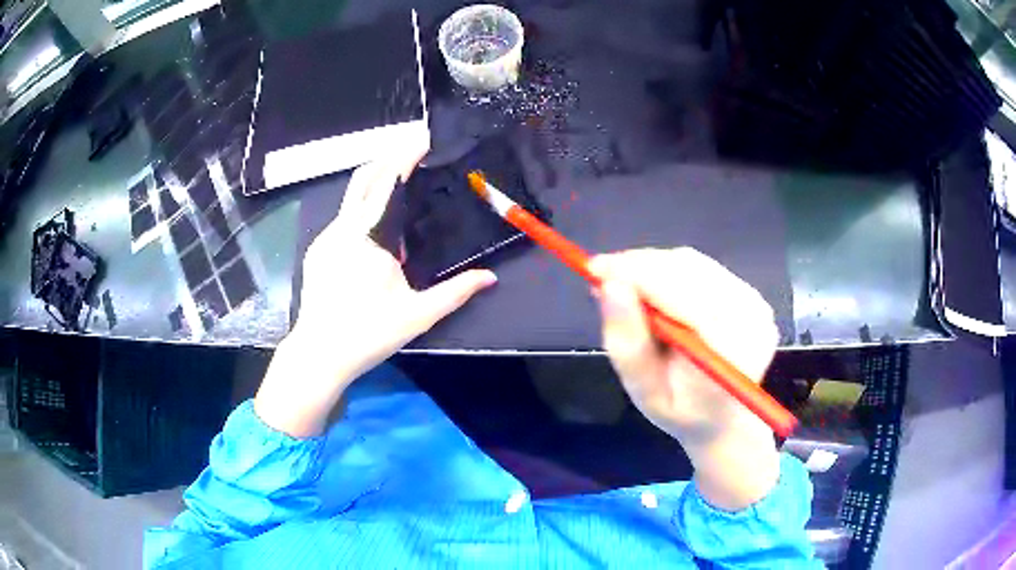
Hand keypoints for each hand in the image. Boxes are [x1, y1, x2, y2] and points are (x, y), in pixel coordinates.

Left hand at [255, 135, 496, 437]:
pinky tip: (378, 238)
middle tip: (414, 154)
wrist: (318, 354)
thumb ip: (455, 293)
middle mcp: (343, 228)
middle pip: (364, 177)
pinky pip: (343, 220)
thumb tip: (490, 277)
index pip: (388, 181)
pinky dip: (363, 214)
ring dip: (377, 188)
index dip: (406, 155)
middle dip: (388, 158)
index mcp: (368, 236)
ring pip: (352, 199)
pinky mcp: (317, 251)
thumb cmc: (368, 334)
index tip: (425, 138)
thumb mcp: (418, 315)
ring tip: (403, 198)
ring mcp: (326, 238)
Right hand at [590, 248, 780, 510]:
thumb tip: (609, 286)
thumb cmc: (682, 414)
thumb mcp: (646, 393)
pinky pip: (701, 269)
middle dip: (640, 267)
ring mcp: (755, 302)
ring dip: (652, 267)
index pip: (682, 294)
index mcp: (731, 348)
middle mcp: (751, 317)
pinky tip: (650, 288)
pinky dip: (668, 271)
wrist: (723, 419)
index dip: (637, 275)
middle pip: (688, 270)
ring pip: (693, 264)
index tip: (594, 269)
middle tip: (601, 275)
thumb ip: (629, 344)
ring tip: (622, 284)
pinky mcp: (749, 294)